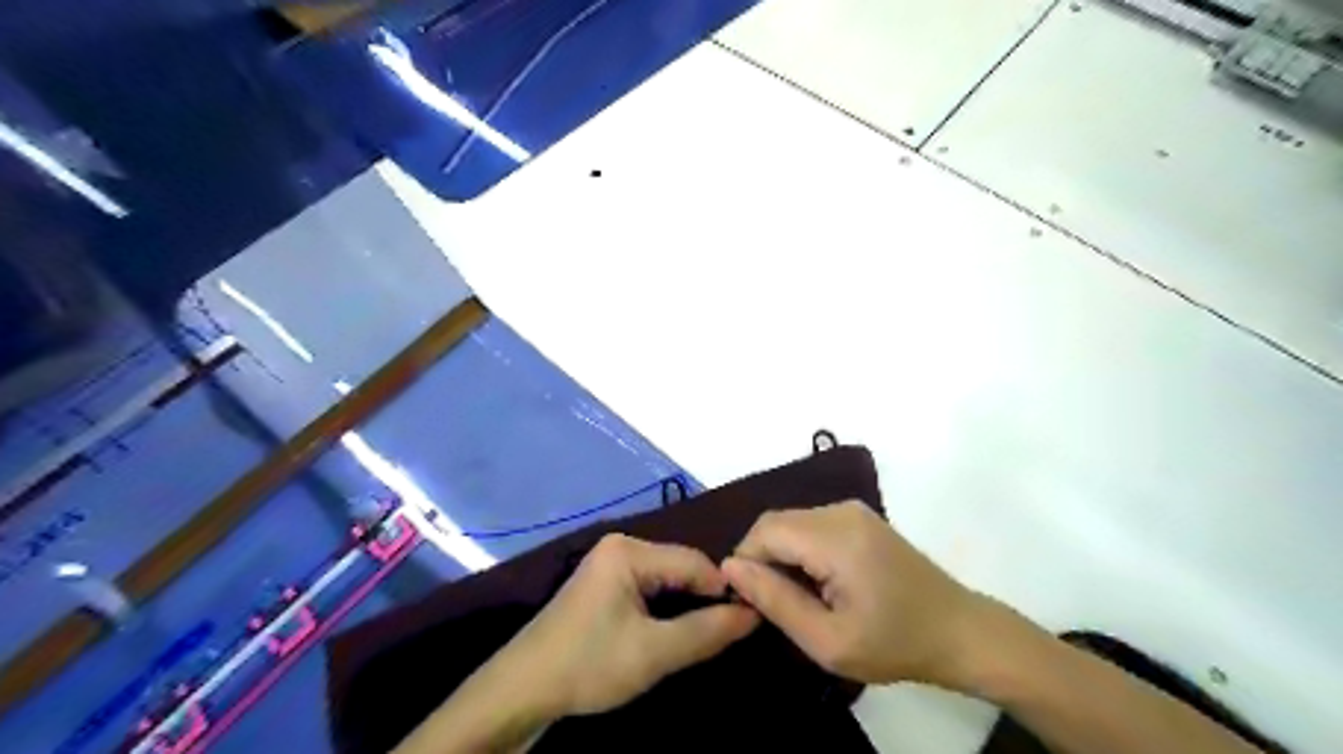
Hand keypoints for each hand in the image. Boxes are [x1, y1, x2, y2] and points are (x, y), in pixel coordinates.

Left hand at [512, 533, 754, 714]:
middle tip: (727, 631)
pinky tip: (674, 629)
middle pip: (679, 566)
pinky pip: (648, 587)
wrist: (523, 689)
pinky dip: (665, 607)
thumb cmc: (589, 664)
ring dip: (686, 604)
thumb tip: (753, 612)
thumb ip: (706, 631)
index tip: (747, 619)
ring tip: (705, 633)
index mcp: (629, 551)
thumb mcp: (654, 652)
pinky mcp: (603, 583)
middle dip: (703, 597)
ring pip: (665, 578)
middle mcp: (620, 546)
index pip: (694, 561)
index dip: (723, 589)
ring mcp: (608, 563)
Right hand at [725, 502, 982, 688]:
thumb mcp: (828, 641)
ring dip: (781, 555)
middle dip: (761, 558)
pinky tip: (817, 582)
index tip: (749, 601)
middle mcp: (841, 511)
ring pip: (791, 522)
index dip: (746, 562)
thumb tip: (730, 568)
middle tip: (772, 603)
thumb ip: (776, 601)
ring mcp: (853, 510)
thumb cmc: (895, 644)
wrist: (959, 631)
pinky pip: (811, 525)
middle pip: (776, 523)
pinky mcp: (860, 517)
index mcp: (835, 537)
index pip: (764, 531)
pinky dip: (800, 549)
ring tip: (797, 597)